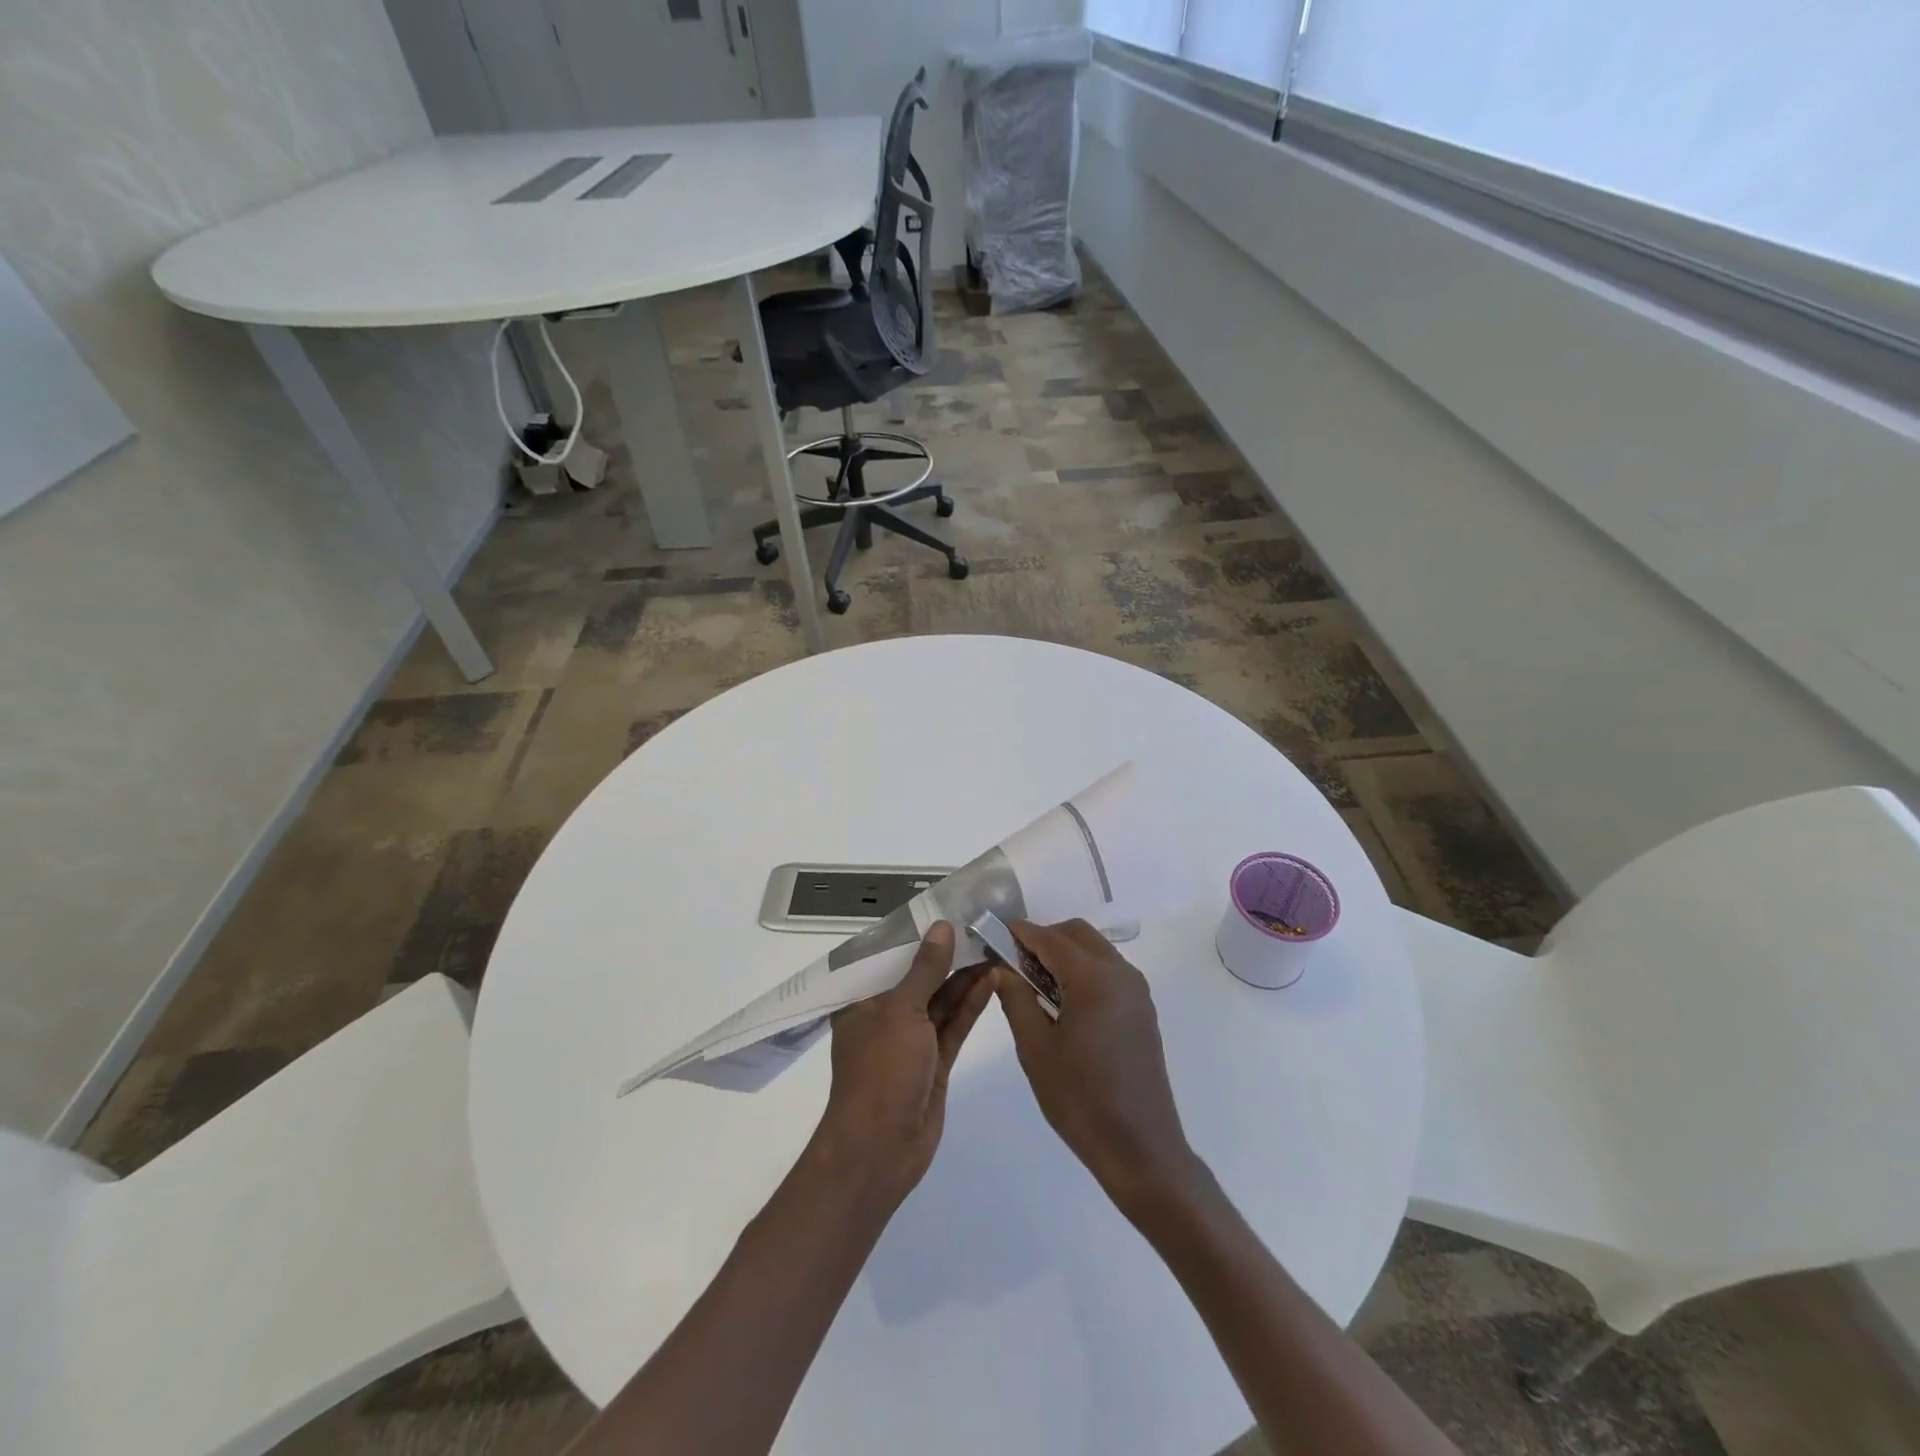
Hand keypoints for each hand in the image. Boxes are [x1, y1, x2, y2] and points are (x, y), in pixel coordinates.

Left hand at [814, 921, 993, 1205]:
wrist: (881, 1150)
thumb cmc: (880, 1072)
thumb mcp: (900, 1012)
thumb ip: (924, 969)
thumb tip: (943, 927)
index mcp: (863, 1000)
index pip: (889, 958)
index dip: (918, 935)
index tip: (948, 910)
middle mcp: (886, 1016)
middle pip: (920, 977)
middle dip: (948, 955)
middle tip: (981, 926)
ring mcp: (912, 1041)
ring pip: (941, 1000)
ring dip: (965, 977)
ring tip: (994, 946)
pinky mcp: (935, 1062)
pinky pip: (954, 1025)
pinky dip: (972, 1004)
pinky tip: (993, 979)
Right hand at [994, 919, 1203, 1217]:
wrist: (1139, 1147)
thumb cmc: (1080, 1099)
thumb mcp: (1036, 1049)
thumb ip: (1016, 1000)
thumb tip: (1001, 969)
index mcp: (1093, 979)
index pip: (1050, 939)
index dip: (1021, 933)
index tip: (995, 934)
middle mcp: (1120, 974)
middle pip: (1077, 934)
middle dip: (1045, 938)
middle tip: (1014, 961)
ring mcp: (1136, 991)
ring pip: (1095, 949)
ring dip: (1065, 953)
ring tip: (1035, 982)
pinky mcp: (1142, 1009)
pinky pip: (1109, 970)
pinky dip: (1083, 969)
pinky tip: (1063, 1000)